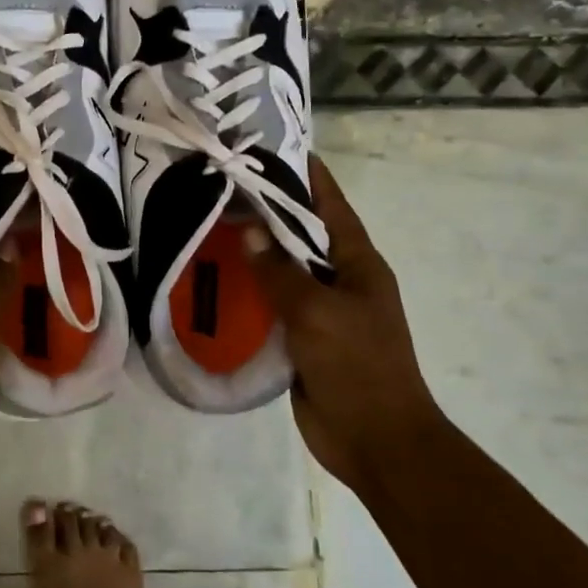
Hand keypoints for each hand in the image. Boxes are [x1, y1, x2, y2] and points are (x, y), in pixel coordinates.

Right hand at [247, 155, 439, 480]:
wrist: (374, 440)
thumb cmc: (357, 366)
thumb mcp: (317, 312)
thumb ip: (281, 272)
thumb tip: (251, 233)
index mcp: (358, 264)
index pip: (331, 206)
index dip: (307, 176)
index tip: (274, 148)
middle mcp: (340, 280)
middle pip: (303, 235)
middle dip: (270, 211)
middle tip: (224, 186)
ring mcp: (322, 311)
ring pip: (285, 270)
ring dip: (256, 252)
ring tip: (212, 226)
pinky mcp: (302, 339)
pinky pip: (273, 305)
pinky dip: (251, 291)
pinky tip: (218, 281)